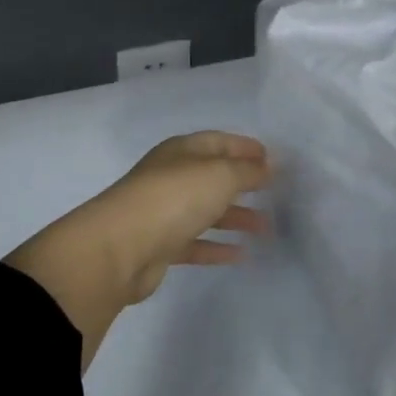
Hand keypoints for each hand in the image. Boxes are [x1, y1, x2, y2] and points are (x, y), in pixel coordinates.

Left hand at [6, 133, 269, 365]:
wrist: (120, 248)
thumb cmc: (174, 198)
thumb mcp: (219, 175)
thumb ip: (247, 171)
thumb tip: (266, 167)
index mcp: (181, 151)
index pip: (218, 141)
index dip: (245, 148)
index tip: (273, 159)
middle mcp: (170, 177)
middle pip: (212, 176)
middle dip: (243, 183)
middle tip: (275, 194)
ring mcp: (163, 212)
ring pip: (205, 210)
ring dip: (235, 217)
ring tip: (266, 228)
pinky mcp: (159, 246)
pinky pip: (195, 242)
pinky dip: (217, 246)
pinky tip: (240, 254)